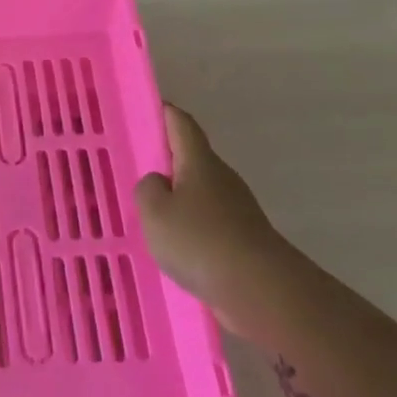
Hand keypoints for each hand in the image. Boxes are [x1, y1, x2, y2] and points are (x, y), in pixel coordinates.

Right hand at [135, 105, 286, 333]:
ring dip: (178, 197)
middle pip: (192, 158)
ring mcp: (236, 207)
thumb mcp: (154, 211)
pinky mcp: (241, 236)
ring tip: (150, 213)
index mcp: (199, 162)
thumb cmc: (199, 240)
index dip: (165, 113)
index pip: (181, 125)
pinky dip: (190, 224)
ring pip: (199, 192)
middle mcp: (221, 177)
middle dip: (167, 160)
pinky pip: (208, 220)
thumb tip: (158, 183)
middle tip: (137, 169)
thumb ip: (147, 190)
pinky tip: (174, 244)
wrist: (258, 287)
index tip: (149, 109)